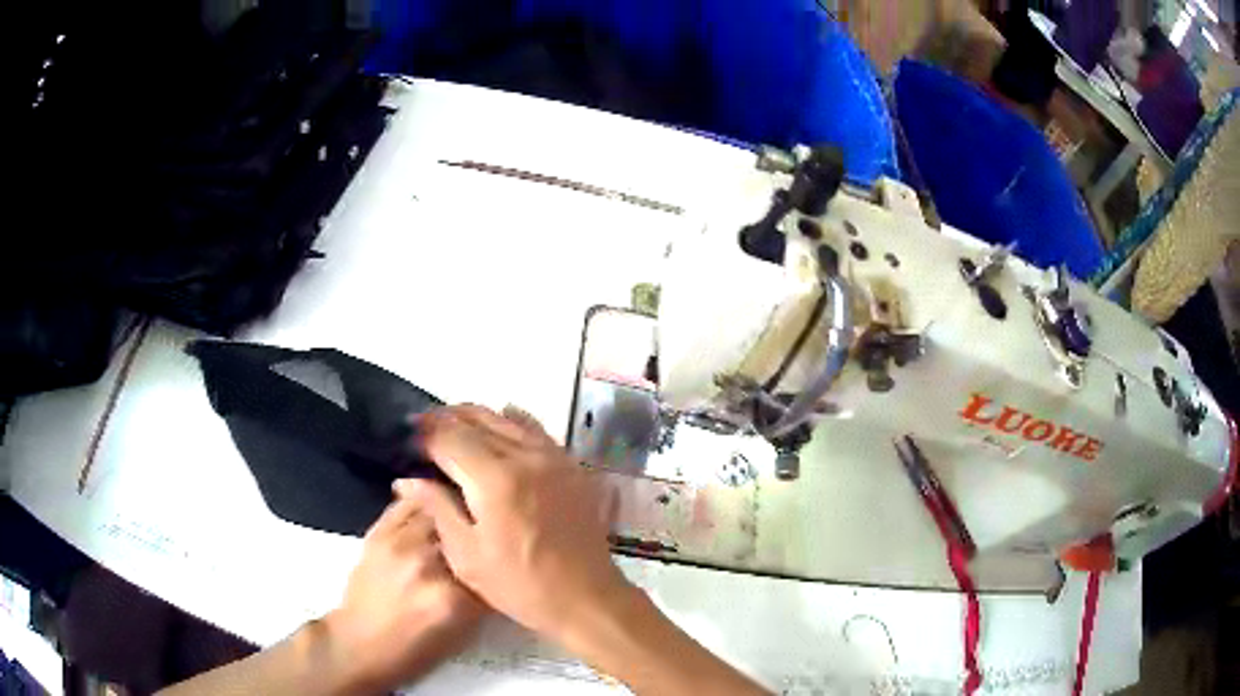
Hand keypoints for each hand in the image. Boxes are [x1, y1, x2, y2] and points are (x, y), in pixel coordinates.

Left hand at [321, 491, 486, 692]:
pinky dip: (426, 502)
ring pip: (439, 509)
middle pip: (467, 529)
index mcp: (455, 599)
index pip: (492, 564)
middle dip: (481, 527)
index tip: (510, 556)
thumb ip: (481, 598)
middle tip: (492, 528)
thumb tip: (498, 567)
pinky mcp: (379, 533)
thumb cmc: (415, 650)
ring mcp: (400, 545)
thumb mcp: (462, 634)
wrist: (361, 644)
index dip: (503, 559)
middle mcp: (429, 565)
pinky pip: (409, 504)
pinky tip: (436, 504)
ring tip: (466, 510)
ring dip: (455, 509)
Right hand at [399, 404, 630, 642]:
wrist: (585, 598)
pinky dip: (511, 423)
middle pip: (478, 419)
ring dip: (477, 418)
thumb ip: (437, 508)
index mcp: (495, 479)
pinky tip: (498, 430)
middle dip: (447, 419)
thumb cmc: (519, 585)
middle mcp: (525, 456)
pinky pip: (535, 430)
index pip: (450, 437)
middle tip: (425, 428)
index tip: (408, 437)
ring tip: (455, 428)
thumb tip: (408, 479)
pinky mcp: (571, 466)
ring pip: (507, 419)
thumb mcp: (466, 555)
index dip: (425, 433)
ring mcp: (554, 457)